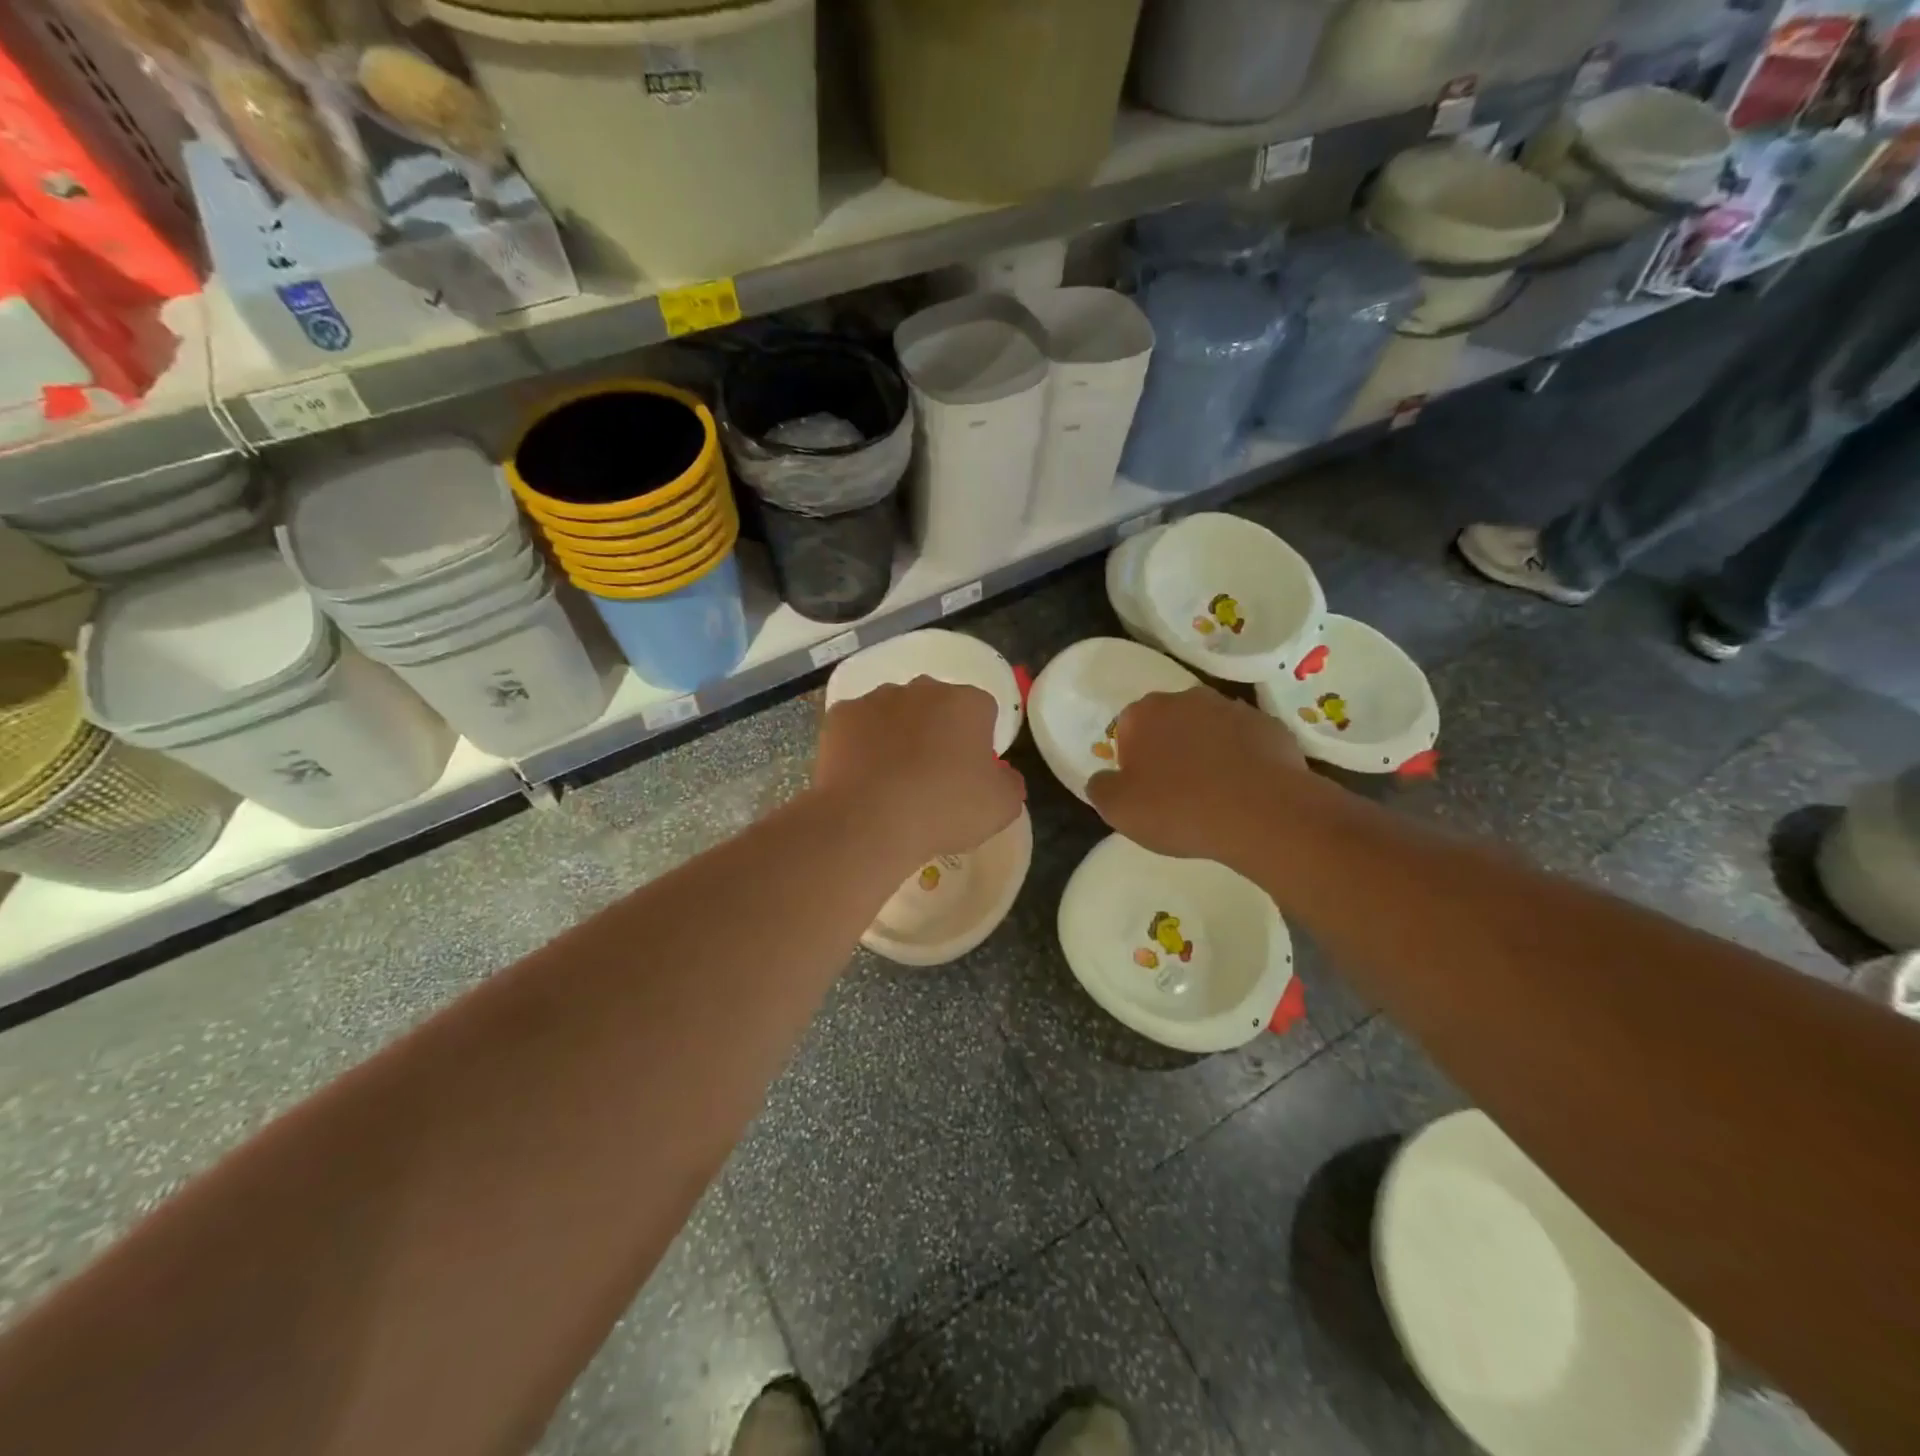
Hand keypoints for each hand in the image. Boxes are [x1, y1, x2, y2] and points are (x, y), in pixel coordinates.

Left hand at [815, 678, 1025, 866]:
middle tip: (932, 775)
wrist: (869, 821)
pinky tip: (862, 776)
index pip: (982, 711)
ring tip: (892, 778)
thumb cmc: (944, 810)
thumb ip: (1011, 783)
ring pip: (895, 712)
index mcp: (967, 703)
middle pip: (937, 705)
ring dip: (898, 734)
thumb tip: (1004, 774)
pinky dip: (862, 744)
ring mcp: (877, 698)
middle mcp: (923, 689)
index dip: (979, 741)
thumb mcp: (1002, 807)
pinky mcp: (841, 715)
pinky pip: (859, 726)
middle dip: (937, 730)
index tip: (970, 773)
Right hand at [1087, 687, 1307, 862]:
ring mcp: (1233, 709)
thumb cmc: (1178, 808)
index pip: (1127, 727)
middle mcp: (1187, 699)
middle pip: (1169, 722)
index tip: (1143, 788)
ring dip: (1207, 750)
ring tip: (1214, 792)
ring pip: (1209, 728)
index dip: (1132, 758)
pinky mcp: (1269, 726)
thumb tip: (1103, 780)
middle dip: (1169, 747)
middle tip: (1176, 790)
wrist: (1261, 814)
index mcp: (1144, 713)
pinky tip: (1245, 790)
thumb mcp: (1118, 810)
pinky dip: (1242, 758)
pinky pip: (1246, 741)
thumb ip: (1101, 788)